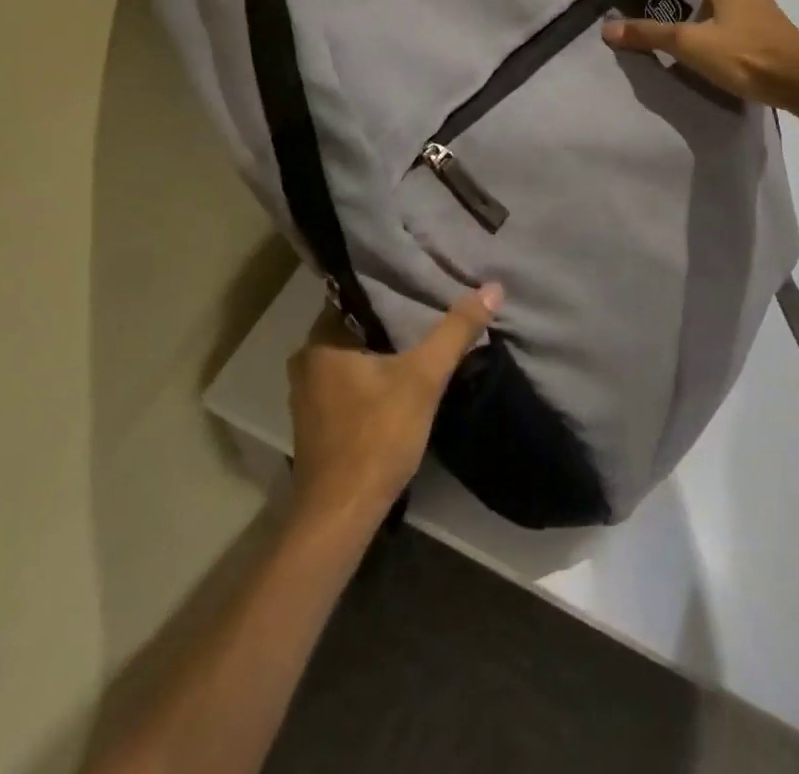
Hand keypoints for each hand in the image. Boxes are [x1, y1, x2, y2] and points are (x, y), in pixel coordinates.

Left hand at [286, 284, 503, 527]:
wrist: (340, 517)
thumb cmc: (376, 437)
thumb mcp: (424, 378)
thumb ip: (455, 331)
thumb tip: (492, 287)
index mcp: (320, 341)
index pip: (356, 294)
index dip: (390, 287)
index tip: (422, 281)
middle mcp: (306, 361)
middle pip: (357, 325)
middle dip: (391, 319)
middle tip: (430, 306)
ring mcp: (308, 395)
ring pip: (353, 355)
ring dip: (383, 349)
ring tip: (422, 337)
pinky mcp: (318, 423)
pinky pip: (349, 381)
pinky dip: (374, 375)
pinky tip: (401, 378)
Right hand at [603, 0, 798, 110]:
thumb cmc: (746, 55)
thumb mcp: (691, 45)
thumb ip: (650, 35)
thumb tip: (607, 28)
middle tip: (642, 9)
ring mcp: (760, 10)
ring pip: (717, 5)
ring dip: (695, 15)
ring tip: (666, 31)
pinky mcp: (768, 33)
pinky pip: (732, 23)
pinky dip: (713, 30)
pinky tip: (701, 48)